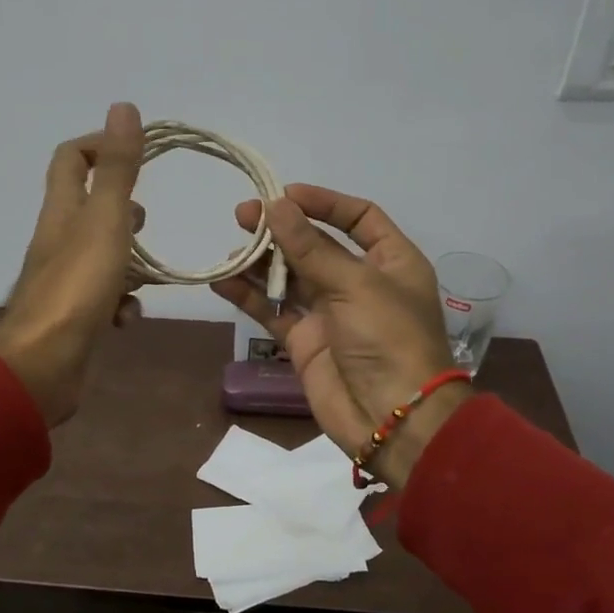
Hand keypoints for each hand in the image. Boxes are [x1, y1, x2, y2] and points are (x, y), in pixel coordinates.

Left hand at [0, 102, 145, 425]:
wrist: (44, 364)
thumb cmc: (78, 285)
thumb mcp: (106, 220)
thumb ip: (118, 168)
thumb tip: (122, 107)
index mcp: (63, 211)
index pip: (71, 159)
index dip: (100, 145)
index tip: (138, 153)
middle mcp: (60, 240)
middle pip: (86, 207)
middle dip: (121, 208)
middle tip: (144, 218)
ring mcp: (65, 280)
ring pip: (99, 255)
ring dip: (126, 258)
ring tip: (149, 268)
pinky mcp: (75, 316)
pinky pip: (103, 298)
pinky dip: (120, 302)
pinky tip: (130, 316)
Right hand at [211, 185, 467, 486]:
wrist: (392, 418)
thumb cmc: (388, 338)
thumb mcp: (354, 284)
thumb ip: (310, 247)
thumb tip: (274, 206)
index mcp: (390, 260)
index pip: (358, 217)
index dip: (323, 202)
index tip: (284, 194)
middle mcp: (360, 281)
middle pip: (316, 244)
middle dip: (280, 229)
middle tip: (241, 217)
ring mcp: (330, 312)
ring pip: (289, 276)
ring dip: (260, 261)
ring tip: (230, 249)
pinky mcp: (304, 341)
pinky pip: (272, 310)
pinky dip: (248, 296)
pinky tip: (222, 281)